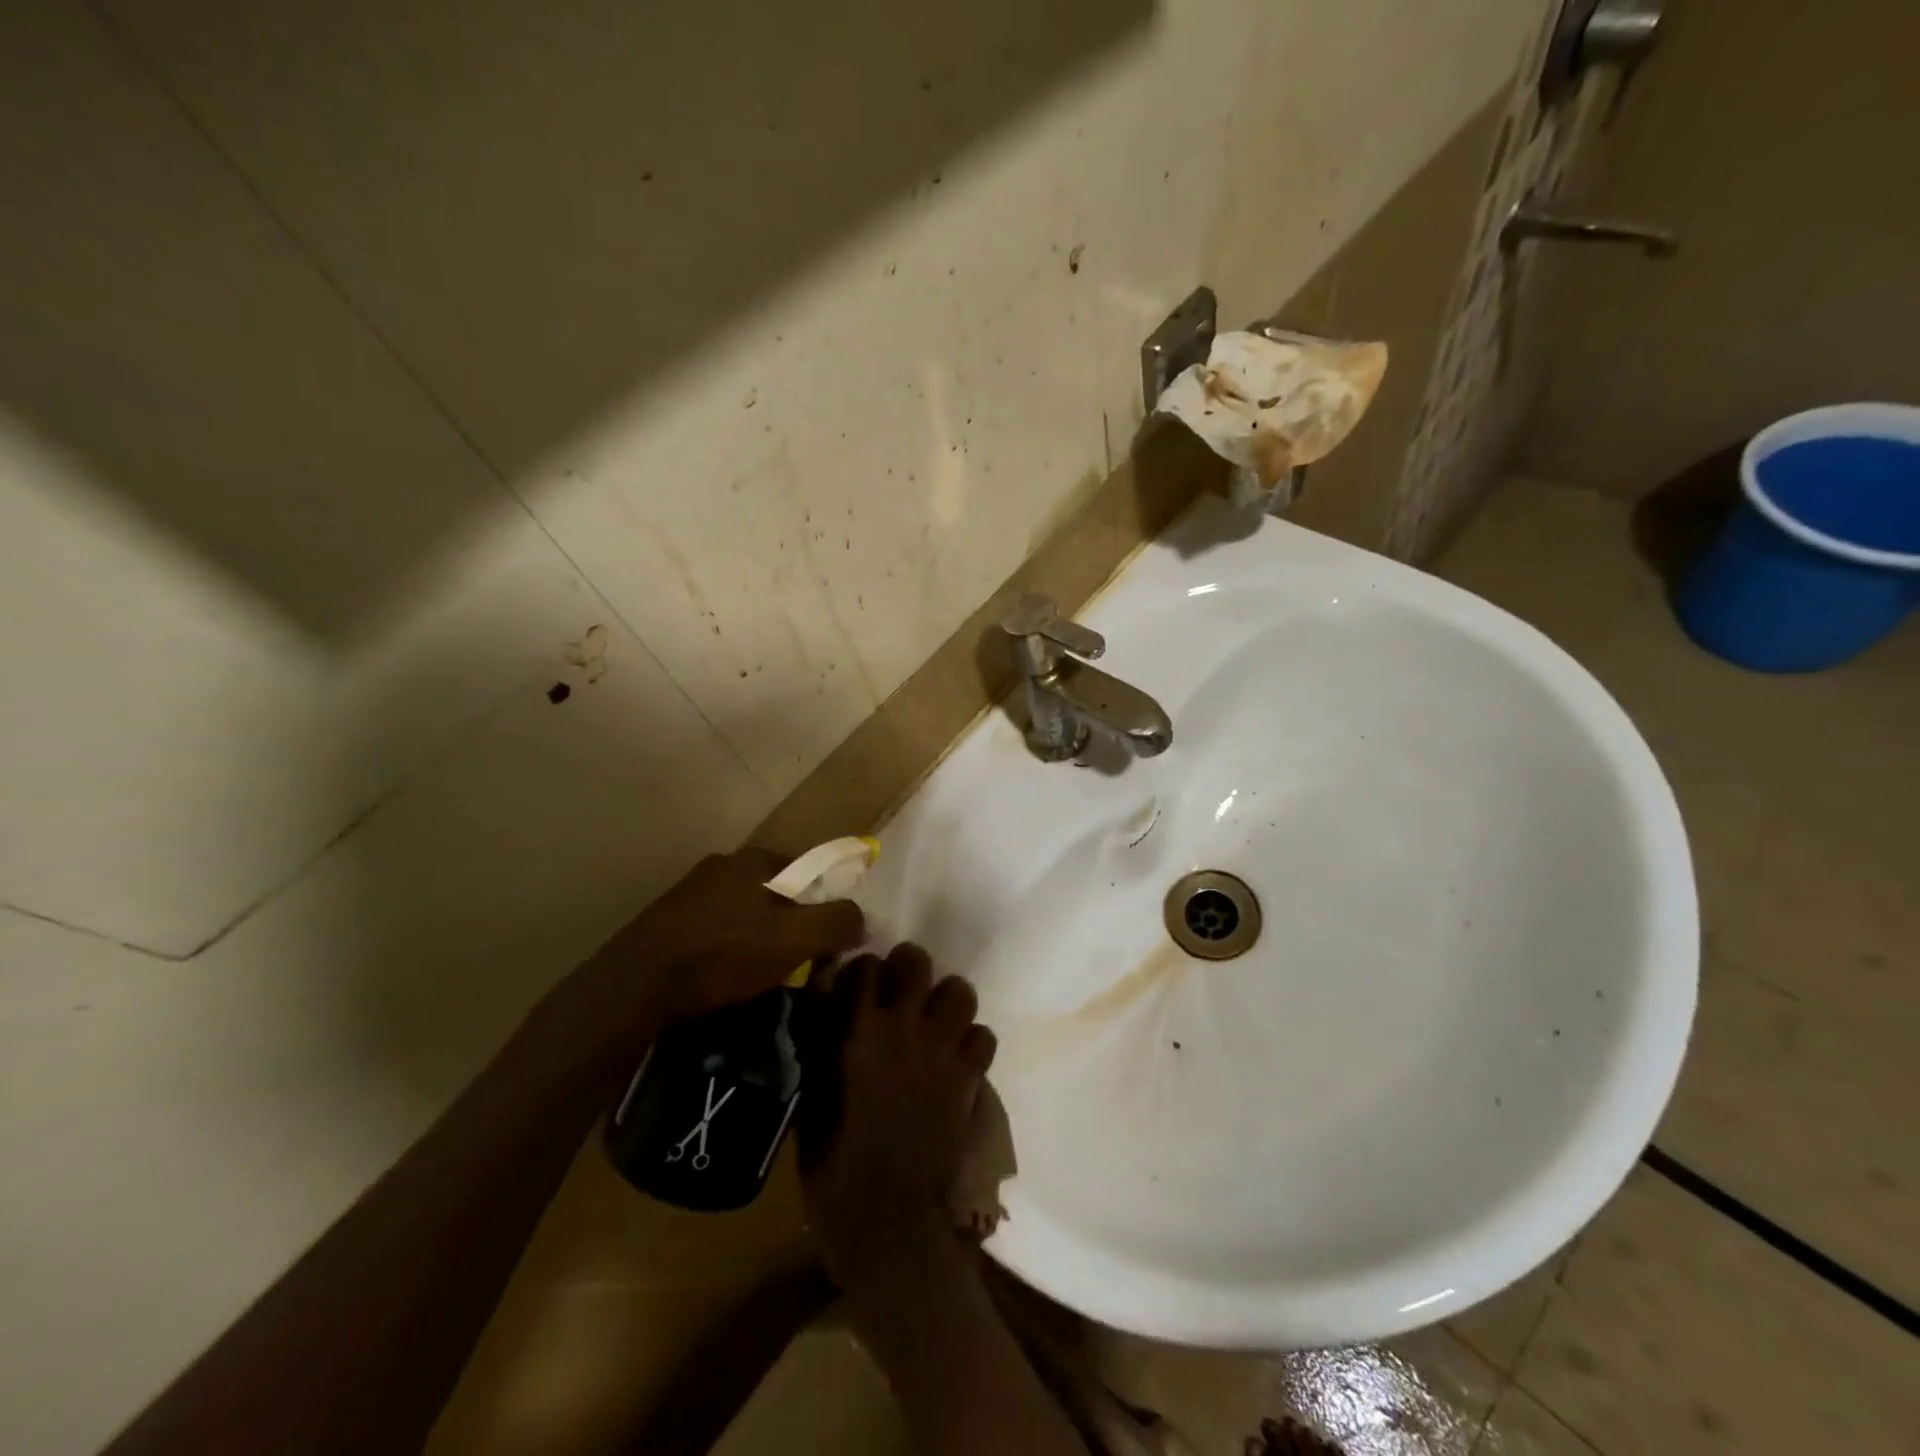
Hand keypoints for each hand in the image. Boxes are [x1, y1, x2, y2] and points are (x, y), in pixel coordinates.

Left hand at [562, 847, 866, 1064]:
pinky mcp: (668, 921)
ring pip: (747, 913)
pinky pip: (717, 930)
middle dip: (794, 925)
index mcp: (756, 859)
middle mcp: (724, 865)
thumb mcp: (793, 939)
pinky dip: (730, 950)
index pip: (811, 872)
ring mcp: (692, 892)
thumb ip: (837, 922)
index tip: (829, 943)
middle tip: (799, 965)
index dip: (827, 905)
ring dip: (761, 940)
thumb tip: (863, 918)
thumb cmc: (723, 955)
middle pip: (779, 893)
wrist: (634, 987)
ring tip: (762, 978)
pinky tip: (725, 978)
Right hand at [800, 943, 997, 1291]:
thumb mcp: (811, 1097)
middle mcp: (902, 1025)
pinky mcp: (970, 1076)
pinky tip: (957, 1061)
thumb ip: (821, 1041)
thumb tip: (826, 1000)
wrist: (886, 1220)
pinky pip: (984, 1035)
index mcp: (855, 1028)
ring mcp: (942, 1048)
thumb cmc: (833, 1163)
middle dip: (907, 970)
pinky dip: (972, 1043)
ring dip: (947, 1001)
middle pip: (915, 960)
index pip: (863, 965)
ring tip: (935, 1023)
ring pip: (960, 990)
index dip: (861, 973)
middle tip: (901, 994)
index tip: (858, 988)